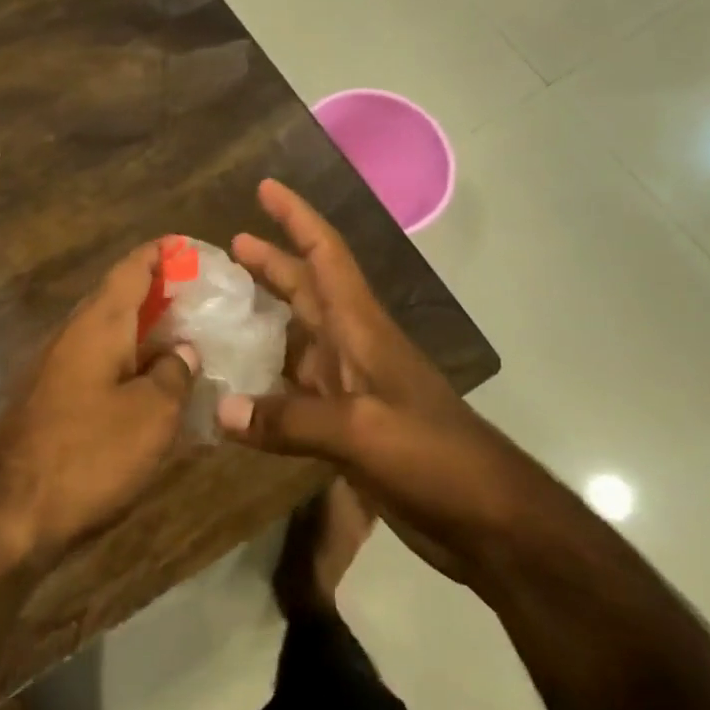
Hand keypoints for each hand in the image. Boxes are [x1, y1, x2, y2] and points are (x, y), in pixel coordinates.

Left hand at [0, 241, 197, 569]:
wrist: (11, 512)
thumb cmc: (88, 454)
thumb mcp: (151, 415)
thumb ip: (173, 374)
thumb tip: (181, 350)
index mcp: (97, 324)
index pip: (131, 268)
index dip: (161, 253)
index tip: (190, 248)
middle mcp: (71, 335)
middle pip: (118, 298)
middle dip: (158, 294)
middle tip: (201, 301)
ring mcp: (55, 368)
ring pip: (107, 334)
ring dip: (144, 332)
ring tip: (186, 341)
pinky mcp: (50, 400)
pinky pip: (97, 365)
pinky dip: (127, 363)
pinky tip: (151, 386)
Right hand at [216, 180, 537, 578]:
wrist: (490, 522)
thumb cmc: (435, 458)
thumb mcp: (361, 432)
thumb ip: (289, 420)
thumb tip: (220, 410)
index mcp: (361, 329)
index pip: (327, 255)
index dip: (297, 218)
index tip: (266, 187)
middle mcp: (353, 347)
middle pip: (307, 289)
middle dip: (271, 261)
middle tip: (226, 245)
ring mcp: (351, 387)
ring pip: (298, 337)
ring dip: (264, 317)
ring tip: (220, 308)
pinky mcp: (347, 424)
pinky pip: (295, 387)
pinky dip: (266, 379)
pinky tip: (237, 386)